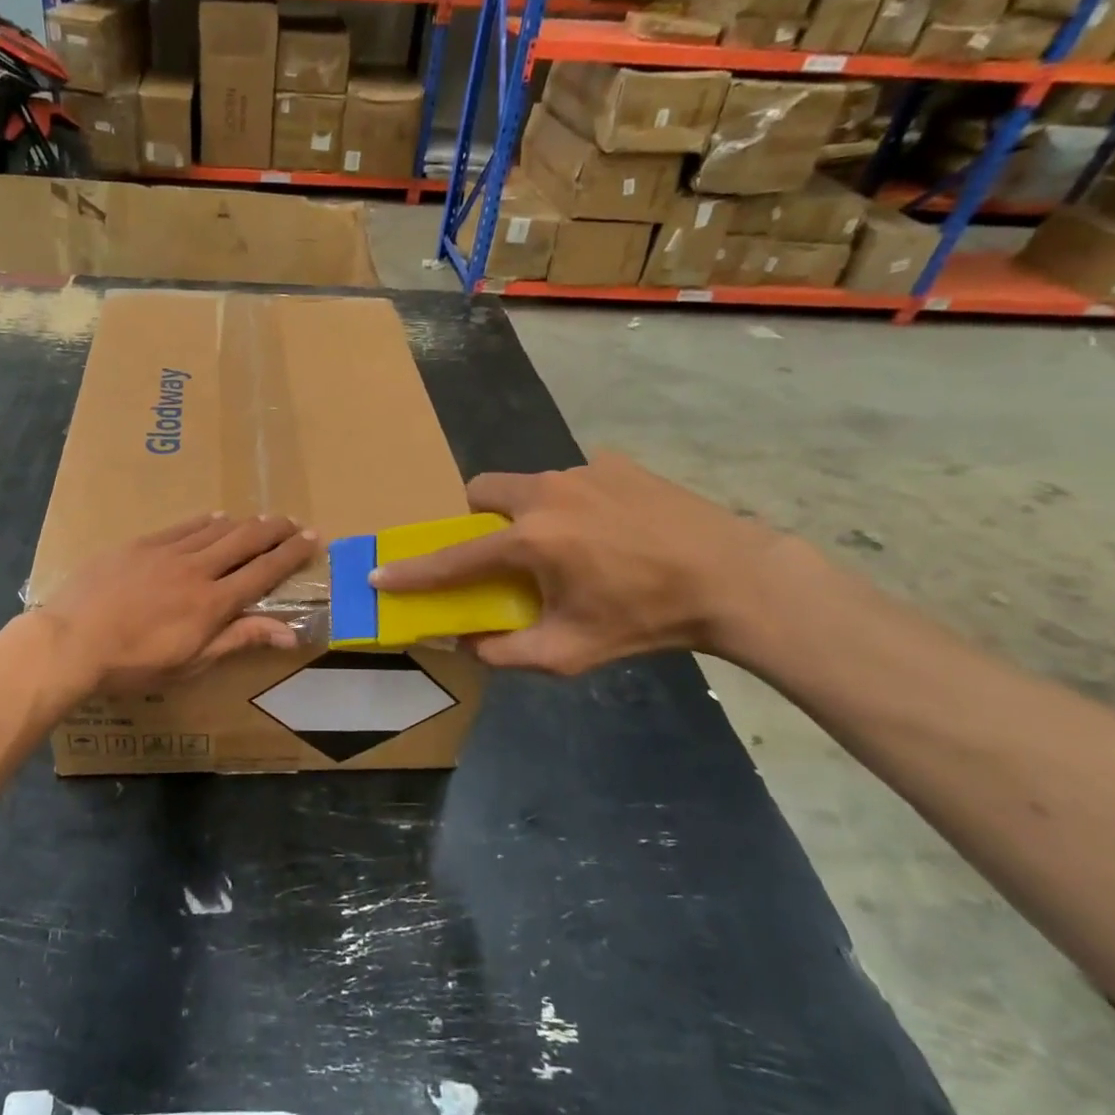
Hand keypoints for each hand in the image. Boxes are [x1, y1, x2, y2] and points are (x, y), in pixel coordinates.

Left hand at [41, 514, 319, 693]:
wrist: (70, 641)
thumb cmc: (133, 663)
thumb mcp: (191, 662)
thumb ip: (239, 639)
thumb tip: (290, 632)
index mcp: (213, 602)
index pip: (263, 571)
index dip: (291, 554)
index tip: (312, 538)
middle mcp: (197, 569)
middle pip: (245, 540)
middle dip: (275, 530)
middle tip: (294, 522)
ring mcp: (167, 552)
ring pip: (216, 529)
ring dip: (243, 523)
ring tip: (261, 519)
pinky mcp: (140, 544)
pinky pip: (182, 527)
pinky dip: (205, 521)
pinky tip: (215, 518)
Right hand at [371, 454, 778, 674]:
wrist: (734, 578)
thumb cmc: (648, 619)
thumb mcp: (572, 652)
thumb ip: (507, 652)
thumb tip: (468, 643)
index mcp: (530, 539)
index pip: (454, 557)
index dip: (414, 570)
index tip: (379, 573)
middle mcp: (546, 492)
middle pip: (481, 491)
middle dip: (474, 519)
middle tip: (498, 552)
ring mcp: (582, 470)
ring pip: (528, 486)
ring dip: (527, 514)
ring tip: (568, 548)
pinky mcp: (615, 463)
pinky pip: (572, 481)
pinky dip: (571, 505)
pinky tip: (608, 532)